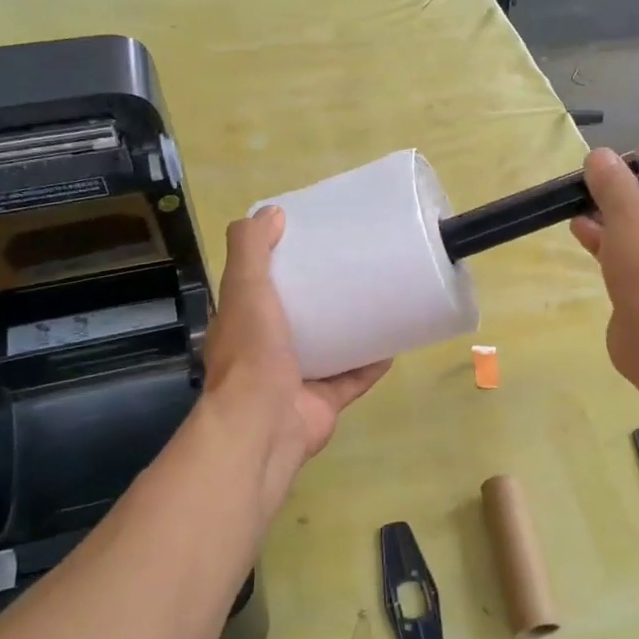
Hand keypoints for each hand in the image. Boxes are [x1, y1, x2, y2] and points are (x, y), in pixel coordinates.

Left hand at [203, 206, 389, 511]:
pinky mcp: (325, 401)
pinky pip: (354, 378)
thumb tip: (273, 212)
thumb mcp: (245, 287)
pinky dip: (372, 363)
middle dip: (322, 296)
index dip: (282, 264)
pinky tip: (393, 343)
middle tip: (353, 267)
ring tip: (378, 299)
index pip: (260, 286)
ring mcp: (297, 378)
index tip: (311, 241)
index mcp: (244, 323)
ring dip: (350, 329)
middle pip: (298, 317)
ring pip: (328, 348)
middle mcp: (267, 350)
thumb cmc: (252, 352)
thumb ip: (252, 249)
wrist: (264, 426)